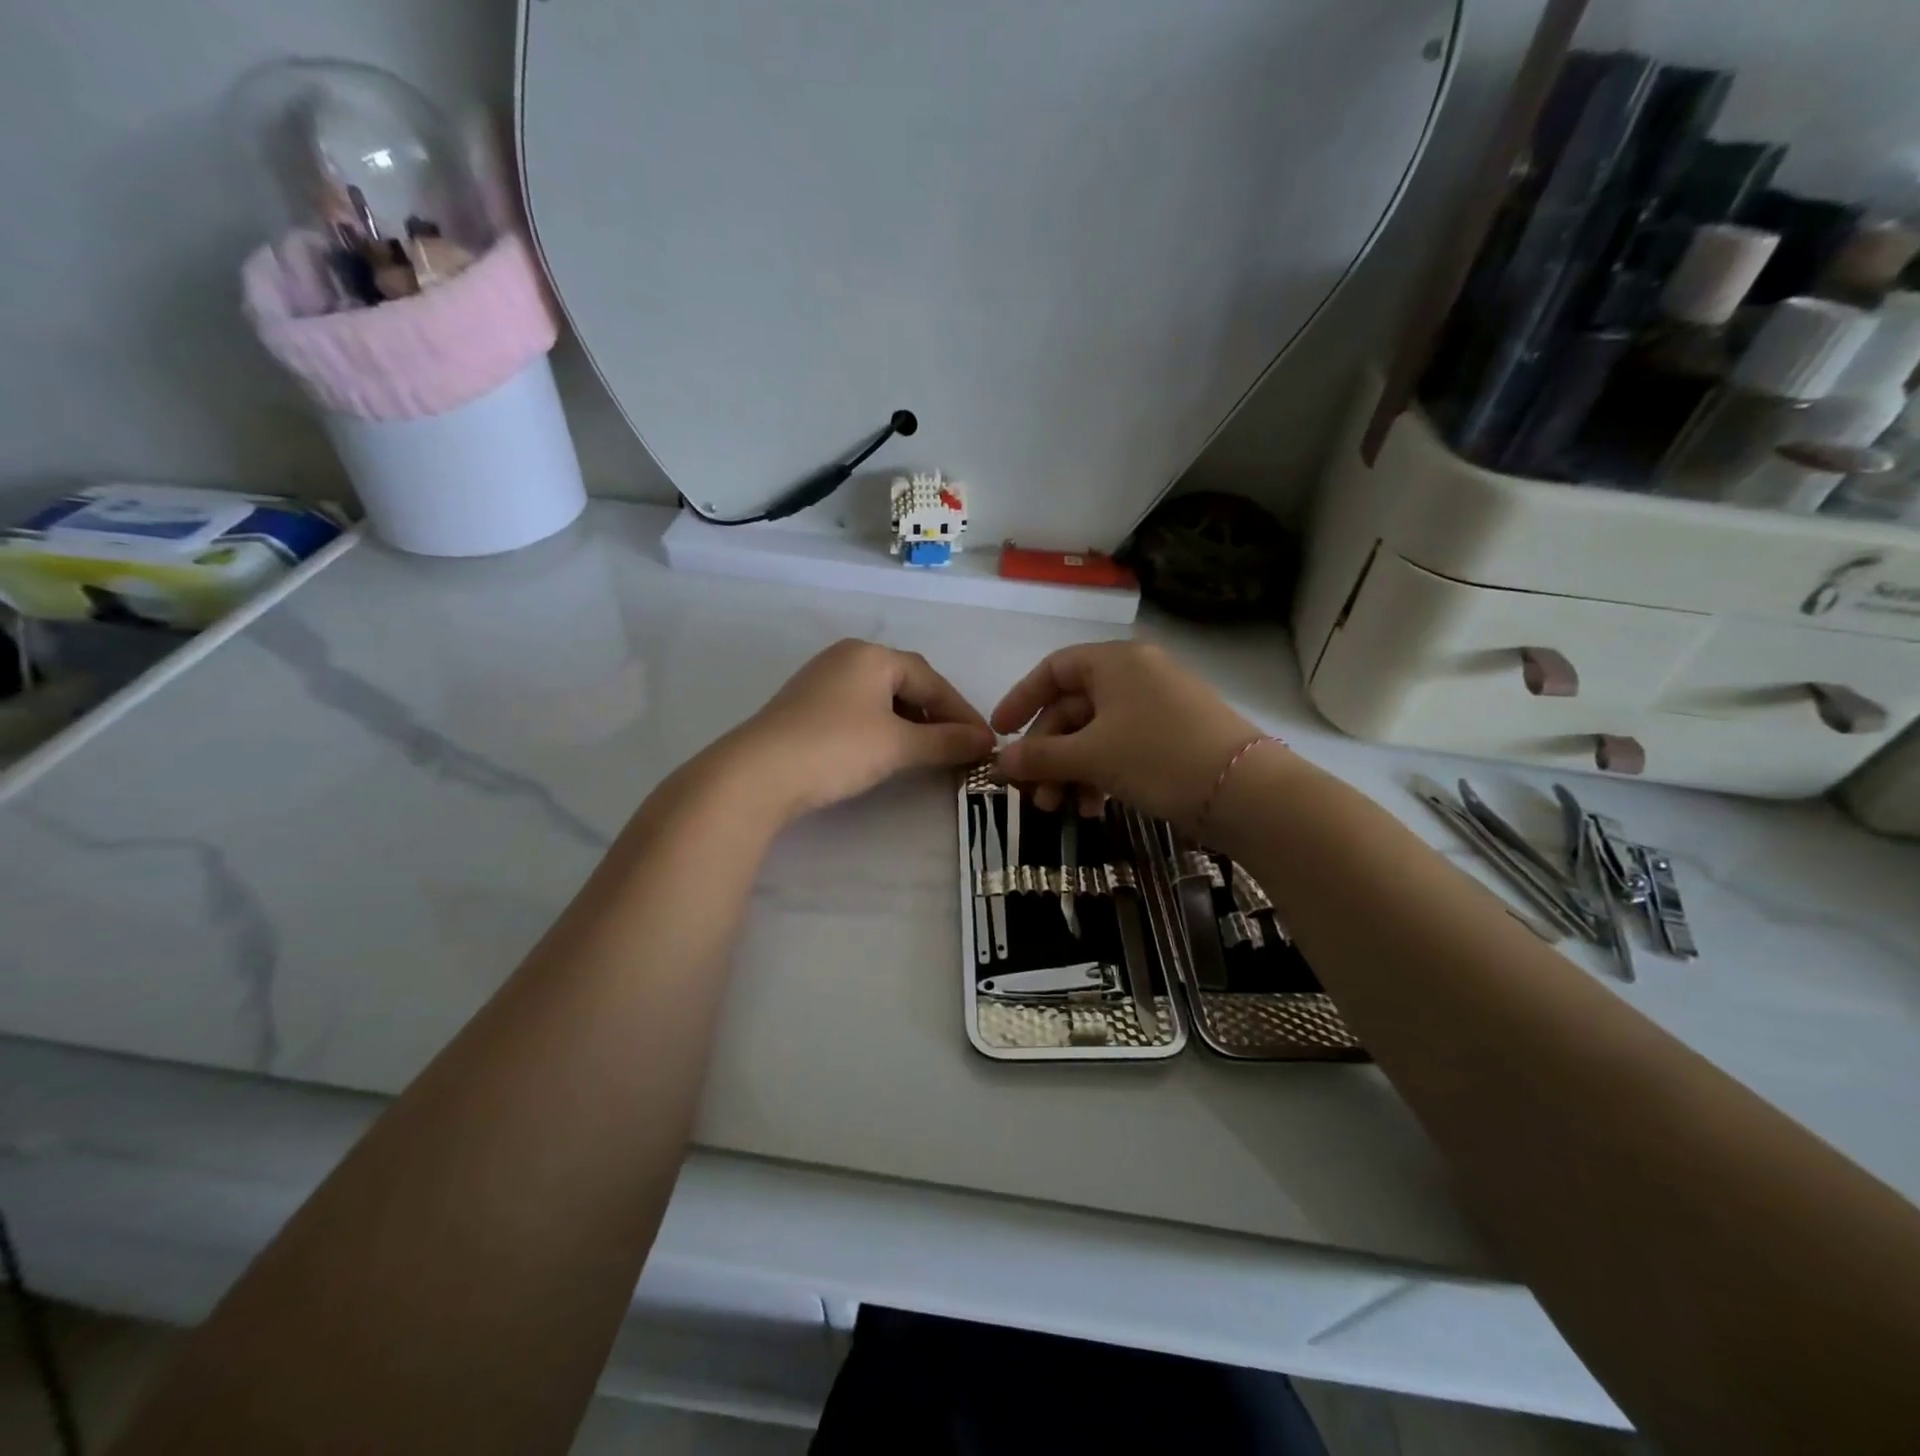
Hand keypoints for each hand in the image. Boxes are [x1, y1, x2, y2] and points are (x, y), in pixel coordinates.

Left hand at [727, 639, 994, 818]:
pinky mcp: (805, 705)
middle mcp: (847, 657)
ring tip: (928, 751)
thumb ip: (945, 741)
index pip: (931, 680)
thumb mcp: (898, 745)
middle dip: (936, 715)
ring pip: (881, 697)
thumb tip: (985, 742)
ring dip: (910, 723)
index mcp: (873, 655)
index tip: (984, 742)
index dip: (961, 713)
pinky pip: (858, 709)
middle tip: (959, 745)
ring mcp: (822, 679)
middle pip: (907, 683)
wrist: (758, 773)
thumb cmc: (837, 748)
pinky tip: (887, 750)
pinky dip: (882, 728)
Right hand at [991, 642, 1262, 824]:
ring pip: (1096, 734)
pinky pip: (1122, 747)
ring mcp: (1157, 706)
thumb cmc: (1158, 756)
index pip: (1053, 670)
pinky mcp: (1173, 737)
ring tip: (1060, 809)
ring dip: (1071, 771)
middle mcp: (1136, 675)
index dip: (1021, 700)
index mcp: (1114, 662)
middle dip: (1047, 753)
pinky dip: (1101, 774)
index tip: (1000, 734)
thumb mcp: (1091, 756)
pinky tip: (1093, 808)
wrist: (1245, 792)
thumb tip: (1000, 762)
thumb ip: (1040, 756)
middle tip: (1032, 794)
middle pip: (1073, 708)